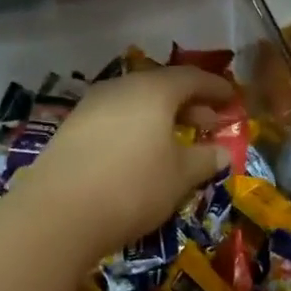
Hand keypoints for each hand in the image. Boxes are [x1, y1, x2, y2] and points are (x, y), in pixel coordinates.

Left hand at [16, 67, 234, 262]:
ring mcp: (90, 106)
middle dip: (188, 104)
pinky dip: (134, 129)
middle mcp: (120, 88)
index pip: (192, 78)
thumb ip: (204, 160)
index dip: (215, 88)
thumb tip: (222, 153)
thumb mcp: (179, 177)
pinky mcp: (70, 129)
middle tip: (208, 125)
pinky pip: (113, 119)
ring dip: (159, 118)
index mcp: (153, 90)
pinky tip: (138, 154)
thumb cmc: (133, 186)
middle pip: (161, 87)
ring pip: (134, 103)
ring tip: (174, 142)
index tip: (232, 99)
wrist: (58, 212)